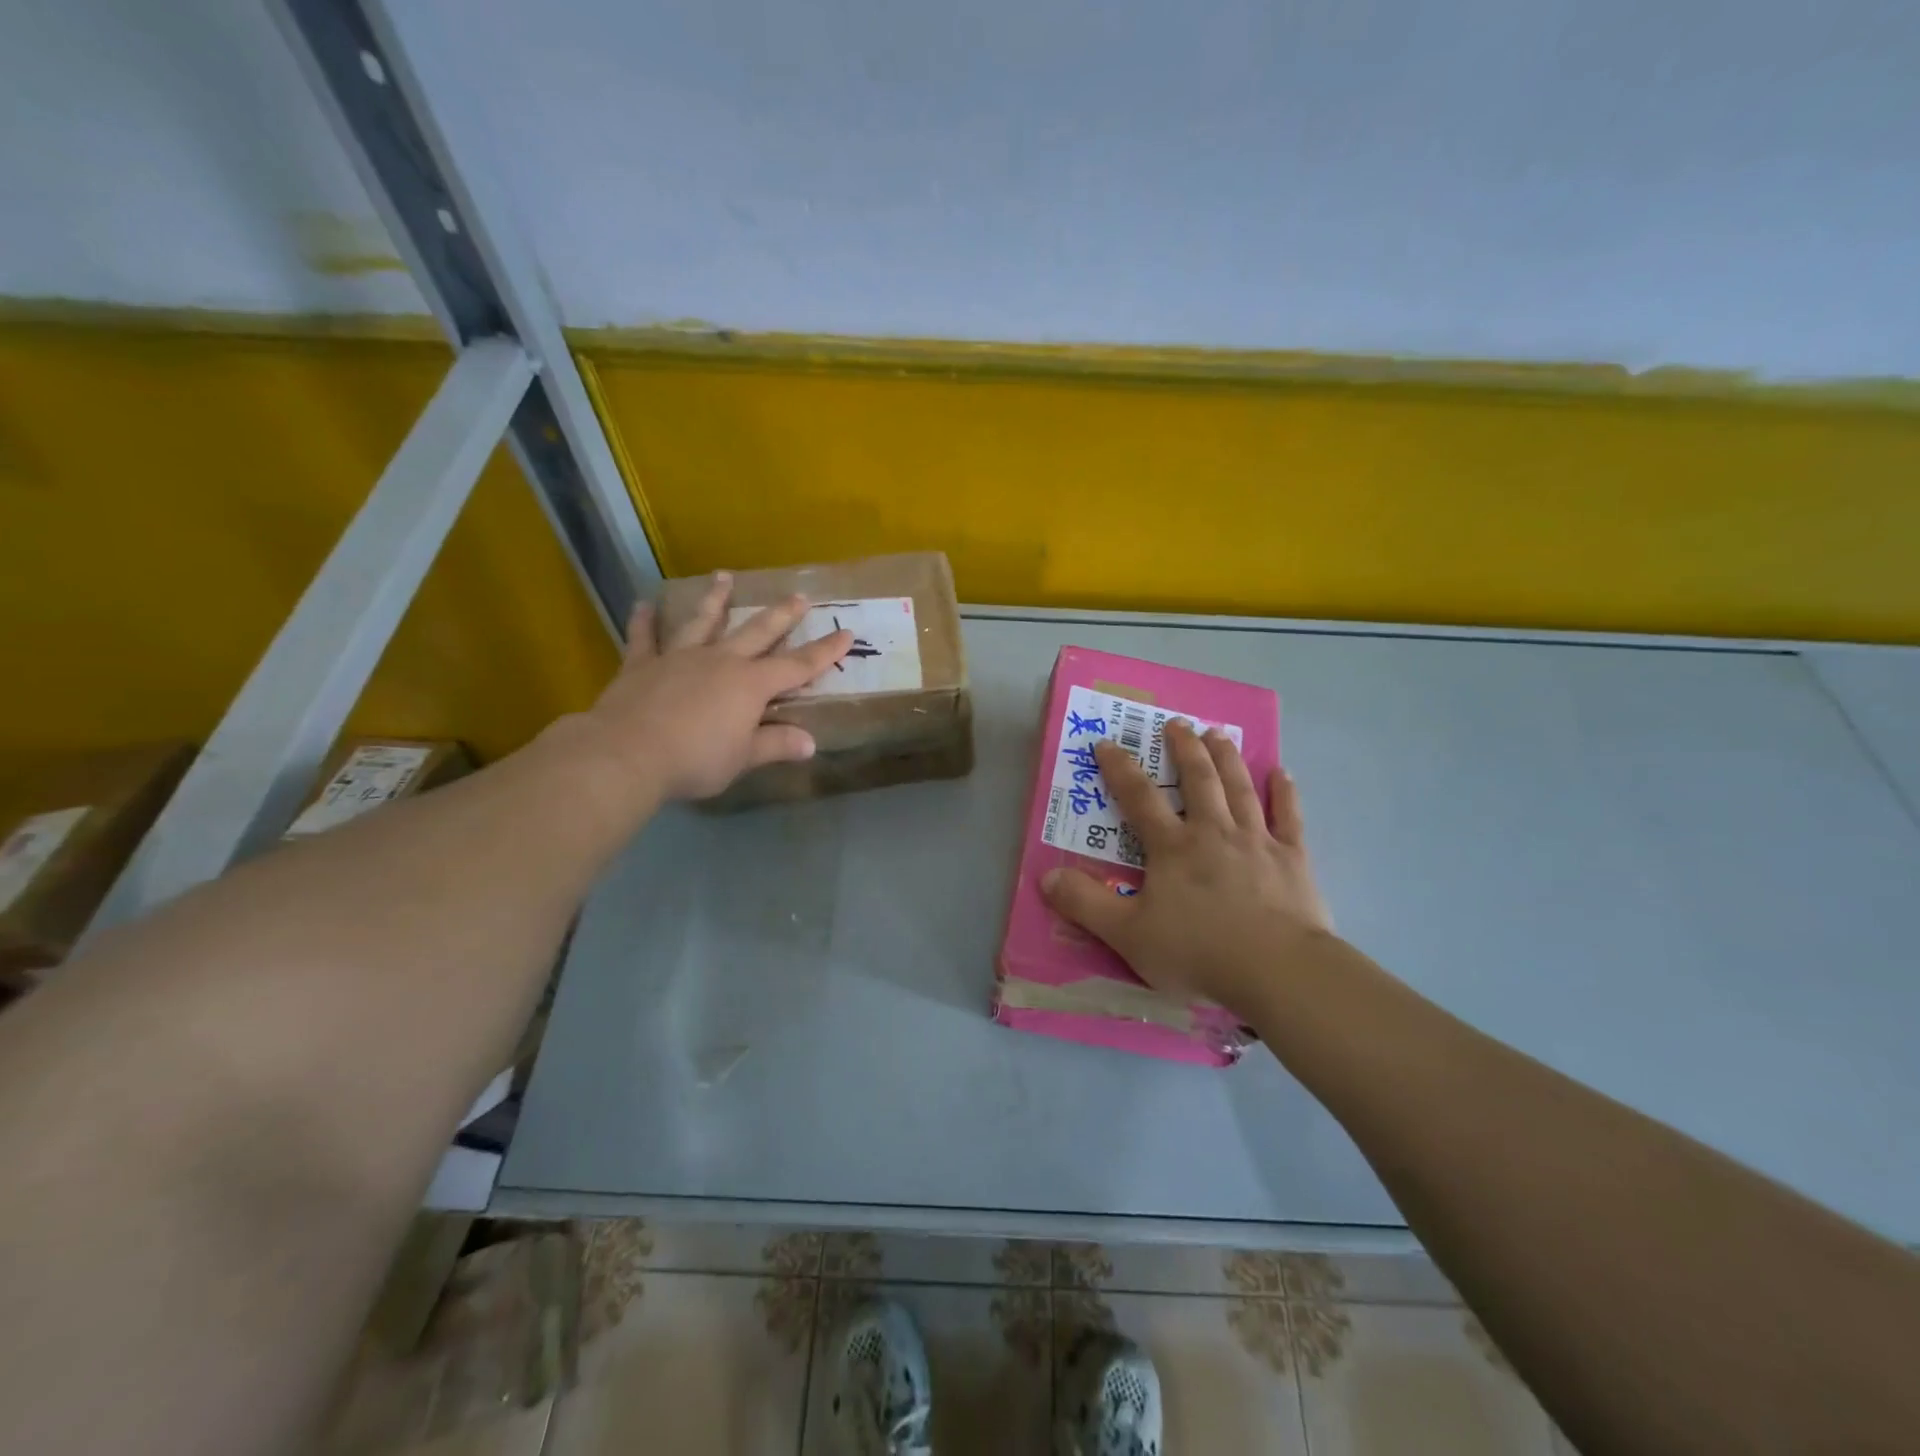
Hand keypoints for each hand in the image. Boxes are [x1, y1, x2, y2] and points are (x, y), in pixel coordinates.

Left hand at [574, 572, 851, 802]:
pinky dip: (644, 621)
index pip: (797, 665)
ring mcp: (680, 657)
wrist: (627, 754)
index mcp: (750, 685)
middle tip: (799, 596)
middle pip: (757, 632)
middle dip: (782, 615)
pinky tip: (643, 604)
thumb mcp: (743, 758)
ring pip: (702, 622)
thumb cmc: (695, 759)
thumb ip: (775, 745)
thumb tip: (810, 743)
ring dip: (715, 599)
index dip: (824, 651)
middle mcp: (720, 661)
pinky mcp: (641, 664)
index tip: (846, 633)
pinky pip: (644, 638)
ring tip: (723, 576)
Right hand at [1041, 719, 1334, 1017]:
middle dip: (1184, 749)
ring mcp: (1257, 841)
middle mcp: (1214, 832)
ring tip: (1218, 734)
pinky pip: (1288, 817)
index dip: (1120, 769)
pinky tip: (1282, 773)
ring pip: (1239, 789)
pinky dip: (1284, 793)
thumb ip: (1086, 904)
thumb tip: (1046, 877)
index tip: (1107, 743)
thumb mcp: (1128, 934)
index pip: (1139, 798)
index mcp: (1173, 847)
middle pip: (1198, 780)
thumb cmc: (1198, 951)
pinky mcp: (1293, 859)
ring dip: (1227, 758)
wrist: (1277, 970)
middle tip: (1177, 723)